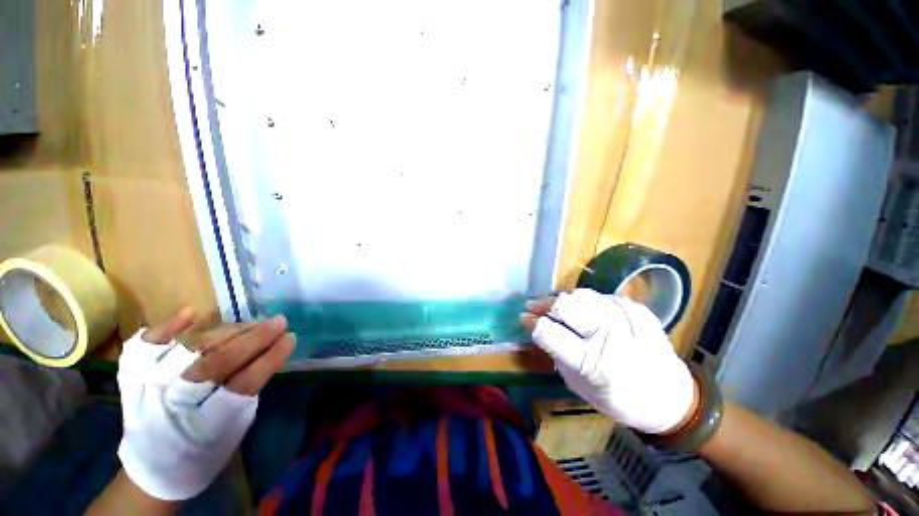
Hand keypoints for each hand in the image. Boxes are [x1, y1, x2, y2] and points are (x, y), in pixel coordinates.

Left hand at [116, 308, 294, 500]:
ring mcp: (147, 387)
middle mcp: (172, 404)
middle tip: (278, 322)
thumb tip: (265, 352)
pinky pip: (145, 345)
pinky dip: (167, 326)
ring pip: (191, 348)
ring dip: (228, 331)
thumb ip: (248, 389)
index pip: (243, 383)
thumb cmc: (206, 451)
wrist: (155, 468)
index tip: (290, 338)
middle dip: (254, 338)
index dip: (270, 357)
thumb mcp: (235, 428)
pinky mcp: (131, 377)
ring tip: (253, 323)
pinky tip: (192, 313)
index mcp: (205, 426)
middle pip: (217, 362)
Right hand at [520, 289, 694, 434]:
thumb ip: (557, 353)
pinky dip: (584, 302)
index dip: (531, 322)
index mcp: (591, 362)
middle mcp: (608, 334)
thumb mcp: (578, 385)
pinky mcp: (635, 307)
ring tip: (554, 307)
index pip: (548, 332)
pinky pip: (599, 296)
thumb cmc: (618, 397)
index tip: (524, 319)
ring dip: (561, 300)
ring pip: (580, 294)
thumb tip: (539, 327)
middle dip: (543, 305)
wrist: (669, 395)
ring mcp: (624, 316)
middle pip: (564, 305)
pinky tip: (582, 311)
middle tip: (533, 308)